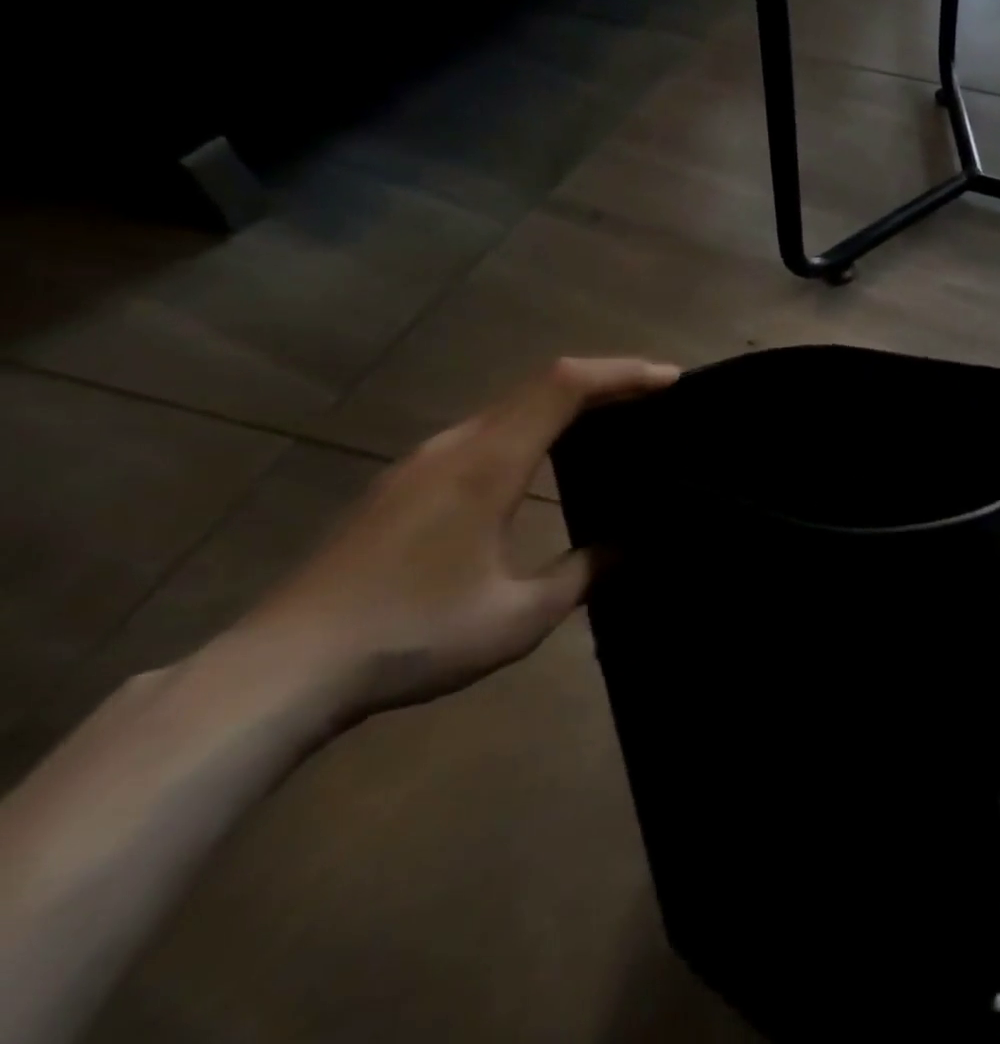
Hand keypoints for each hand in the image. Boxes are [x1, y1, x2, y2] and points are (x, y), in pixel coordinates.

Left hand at [238, 357, 677, 725]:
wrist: (280, 671)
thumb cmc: (411, 636)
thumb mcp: (518, 616)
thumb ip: (583, 573)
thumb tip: (628, 546)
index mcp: (488, 464)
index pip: (564, 386)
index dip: (622, 373)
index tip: (672, 380)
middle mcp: (455, 445)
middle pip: (539, 384)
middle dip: (605, 381)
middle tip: (656, 399)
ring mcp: (423, 462)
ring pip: (509, 406)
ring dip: (566, 402)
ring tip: (613, 423)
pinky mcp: (403, 484)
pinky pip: (485, 431)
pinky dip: (532, 425)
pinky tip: (543, 461)